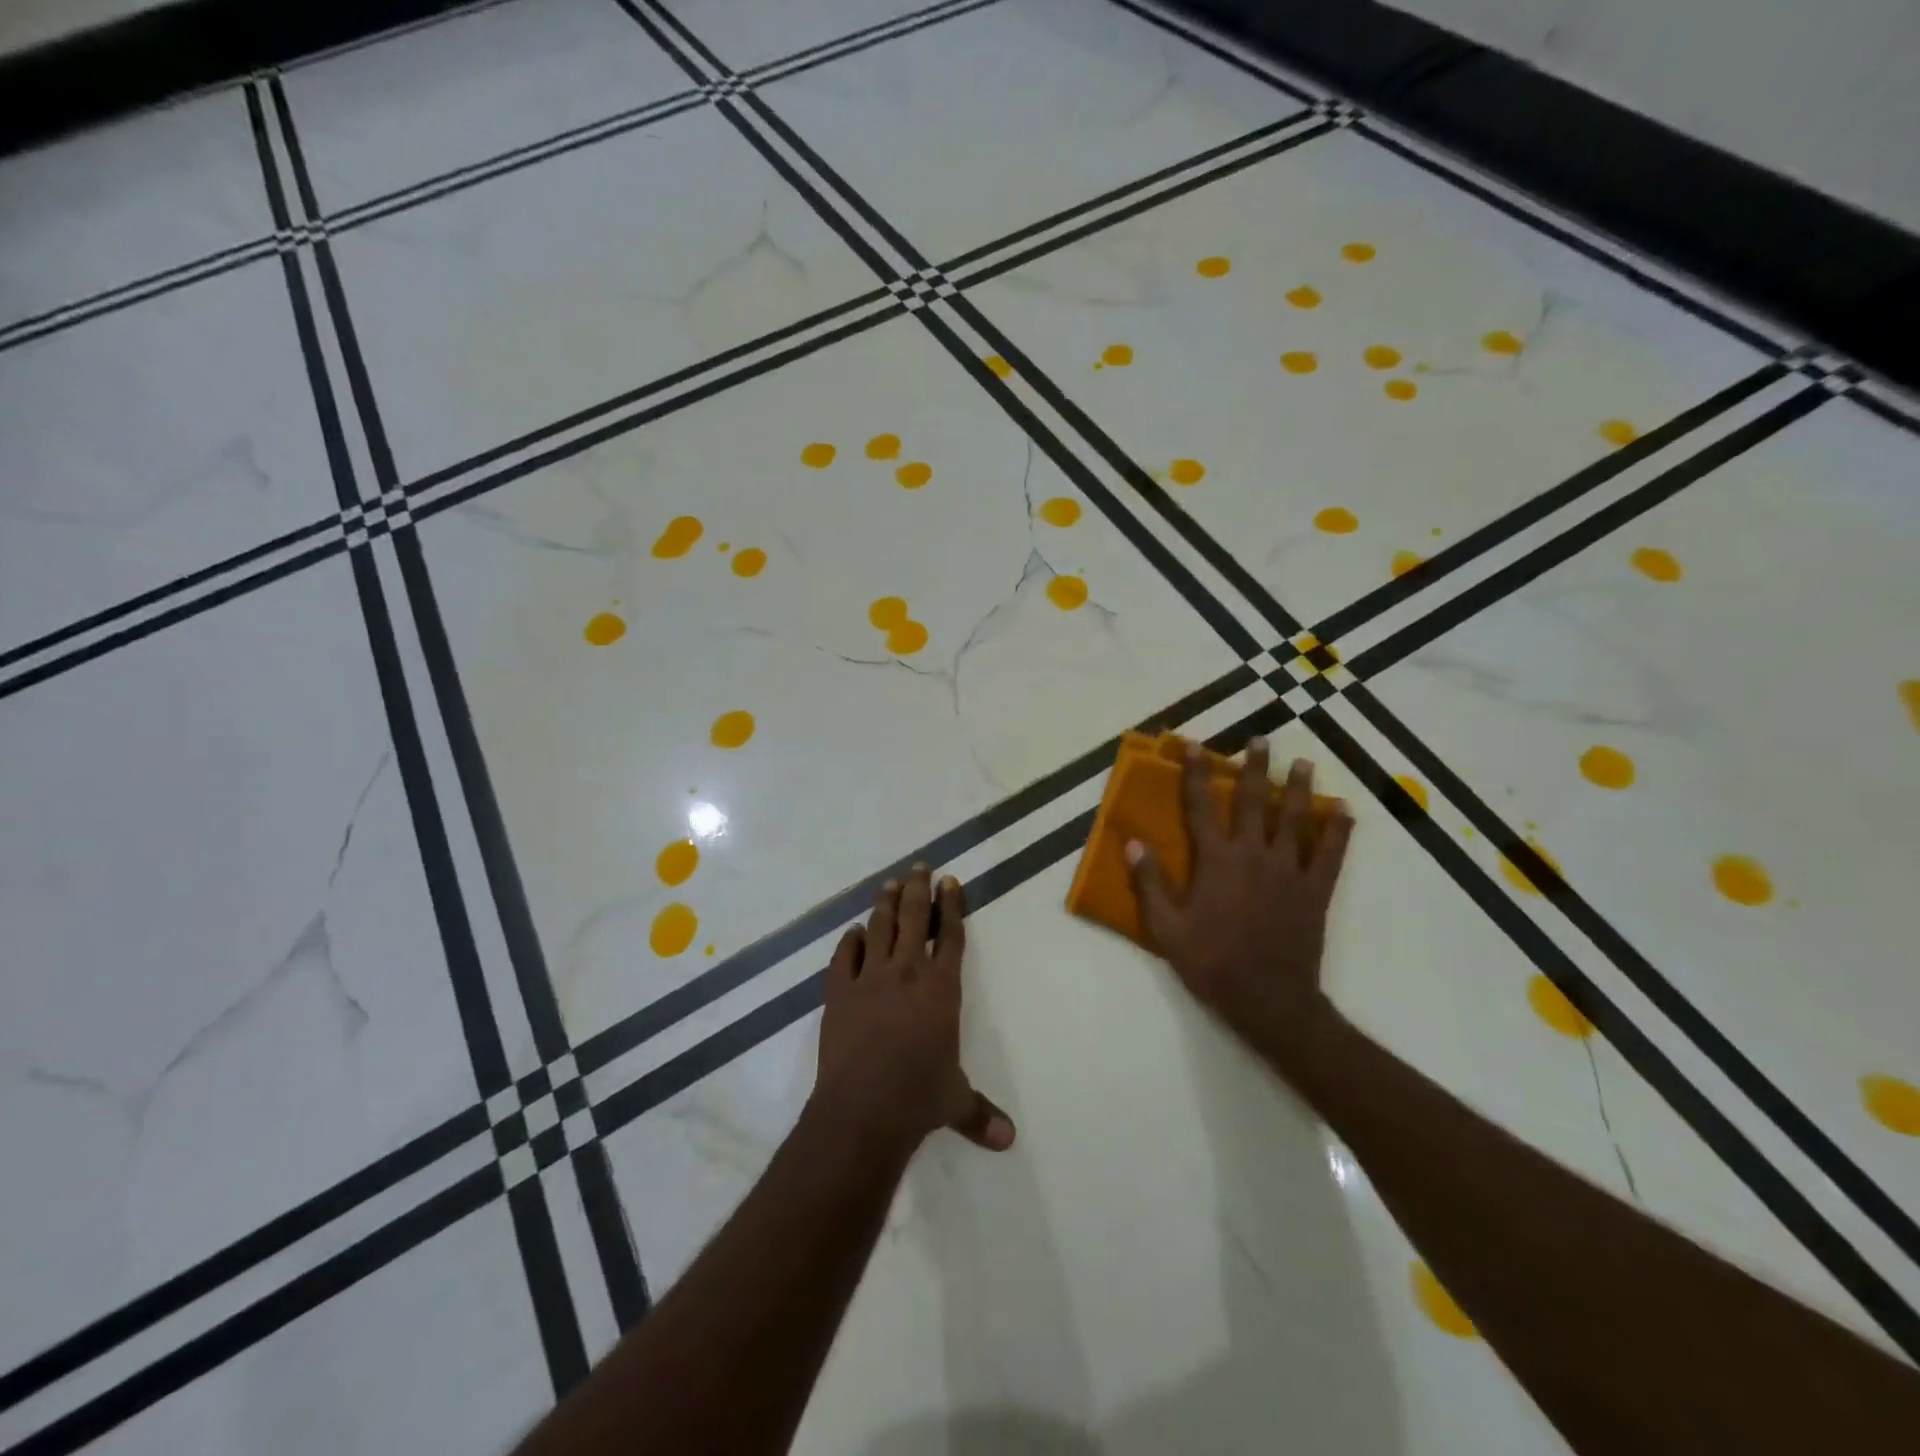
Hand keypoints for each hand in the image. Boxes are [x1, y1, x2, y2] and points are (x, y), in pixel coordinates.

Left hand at [811, 865, 1015, 1158]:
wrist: (863, 1109)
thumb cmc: (918, 1099)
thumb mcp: (955, 1103)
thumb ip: (980, 1114)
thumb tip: (1009, 1141)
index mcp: (941, 989)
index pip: (950, 936)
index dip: (951, 906)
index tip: (949, 881)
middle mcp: (907, 973)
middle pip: (914, 919)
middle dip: (918, 890)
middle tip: (920, 867)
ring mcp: (869, 979)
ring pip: (880, 928)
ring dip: (885, 903)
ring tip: (890, 883)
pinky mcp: (838, 993)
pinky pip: (844, 957)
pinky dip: (850, 941)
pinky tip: (854, 932)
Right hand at [1126, 741, 1353, 1060]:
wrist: (1268, 999)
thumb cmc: (1211, 962)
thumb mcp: (1166, 928)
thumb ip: (1149, 883)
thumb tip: (1133, 842)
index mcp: (1215, 861)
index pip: (1201, 806)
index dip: (1196, 773)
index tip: (1194, 746)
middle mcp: (1253, 854)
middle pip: (1253, 801)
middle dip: (1255, 768)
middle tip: (1261, 740)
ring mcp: (1288, 870)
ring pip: (1294, 819)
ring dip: (1298, 788)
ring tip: (1303, 763)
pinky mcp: (1315, 889)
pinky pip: (1330, 853)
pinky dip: (1338, 830)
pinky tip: (1344, 811)